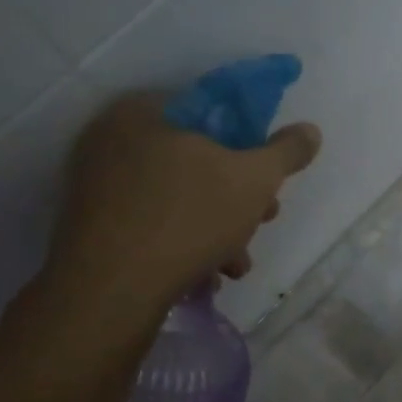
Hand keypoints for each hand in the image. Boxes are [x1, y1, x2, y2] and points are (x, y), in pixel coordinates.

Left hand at [41, 92, 320, 333]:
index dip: (250, 146)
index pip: (212, 113)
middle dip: (237, 198)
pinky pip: (150, 224)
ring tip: (236, 264)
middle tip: (262, 221)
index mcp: (145, 111)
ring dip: (217, 229)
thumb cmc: (189, 218)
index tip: (269, 180)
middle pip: (196, 161)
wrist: (112, 290)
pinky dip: (182, 244)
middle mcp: (112, 139)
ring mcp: (96, 185)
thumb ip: (287, 152)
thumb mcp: (255, 179)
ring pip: (177, 198)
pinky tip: (205, 275)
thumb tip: (310, 131)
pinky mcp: (92, 226)